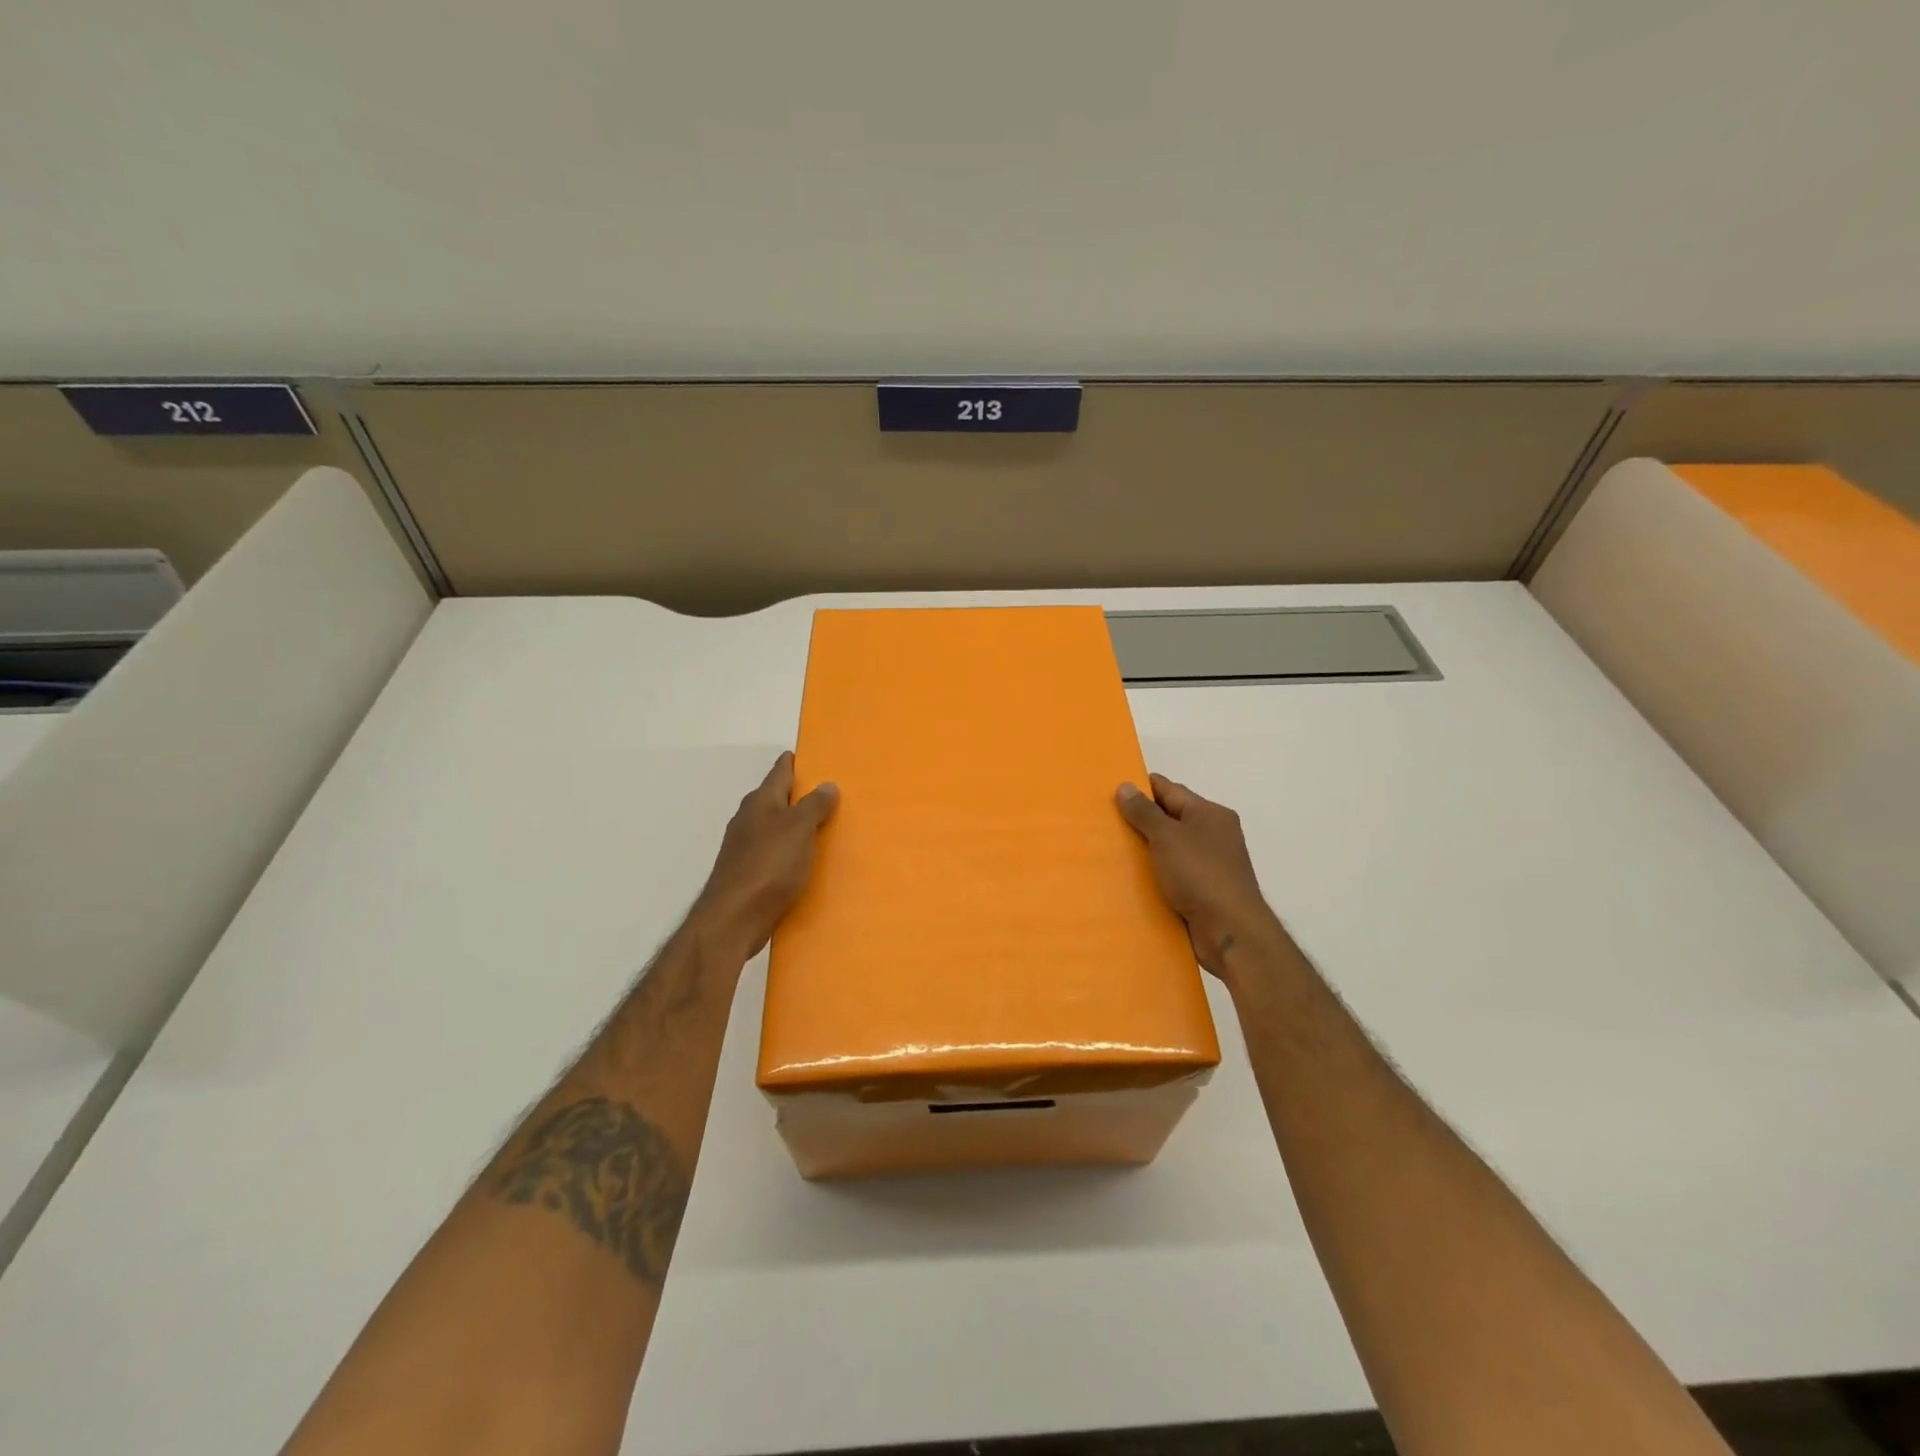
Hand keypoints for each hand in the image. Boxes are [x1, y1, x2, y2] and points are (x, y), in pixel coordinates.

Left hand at [692, 753, 838, 960]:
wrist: (734, 919)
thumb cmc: (769, 866)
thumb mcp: (799, 829)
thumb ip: (814, 805)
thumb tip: (826, 784)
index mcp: (760, 802)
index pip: (779, 772)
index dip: (795, 763)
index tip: (812, 757)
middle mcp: (749, 819)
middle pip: (776, 799)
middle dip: (798, 795)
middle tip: (829, 793)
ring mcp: (745, 847)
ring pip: (775, 827)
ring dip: (795, 825)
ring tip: (823, 827)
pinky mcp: (747, 873)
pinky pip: (774, 853)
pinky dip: (790, 851)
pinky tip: (804, 861)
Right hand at [1117, 774, 1278, 979]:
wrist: (1230, 932)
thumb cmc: (1200, 875)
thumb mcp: (1167, 837)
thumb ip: (1144, 812)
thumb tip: (1125, 786)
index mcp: (1210, 814)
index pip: (1169, 790)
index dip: (1141, 788)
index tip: (1109, 791)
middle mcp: (1213, 834)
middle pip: (1170, 818)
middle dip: (1140, 819)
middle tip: (1104, 820)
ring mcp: (1209, 864)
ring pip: (1169, 848)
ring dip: (1145, 849)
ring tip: (1109, 848)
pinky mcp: (1203, 891)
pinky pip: (1172, 873)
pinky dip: (1154, 873)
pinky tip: (1130, 877)